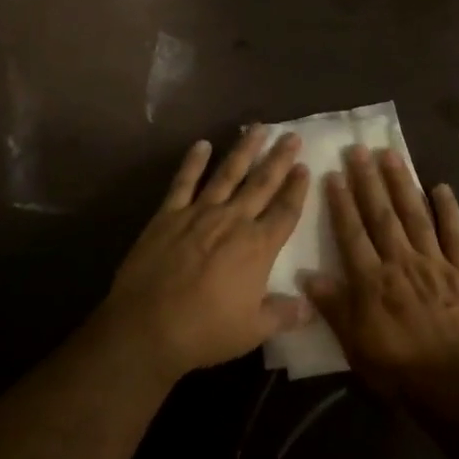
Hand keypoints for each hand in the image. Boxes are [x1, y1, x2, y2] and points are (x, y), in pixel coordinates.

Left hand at [102, 128, 312, 380]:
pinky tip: (202, 144)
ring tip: (258, 128)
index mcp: (258, 247)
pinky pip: (183, 182)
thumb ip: (283, 314)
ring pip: (227, 173)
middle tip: (292, 136)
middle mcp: (233, 221)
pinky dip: (193, 162)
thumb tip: (310, 307)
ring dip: (244, 150)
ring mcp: (199, 213)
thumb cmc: (205, 331)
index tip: (306, 166)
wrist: (148, 327)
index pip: (285, 211)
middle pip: (262, 183)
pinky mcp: (168, 215)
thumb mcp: (253, 330)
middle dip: (279, 159)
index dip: (297, 189)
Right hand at [304, 146, 458, 398]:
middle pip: (381, 215)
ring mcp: (435, 263)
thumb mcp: (355, 345)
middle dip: (368, 180)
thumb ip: (333, 307)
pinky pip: (455, 235)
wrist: (458, 386)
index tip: (333, 173)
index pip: (351, 233)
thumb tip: (306, 275)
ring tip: (391, 155)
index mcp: (372, 280)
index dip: (341, 202)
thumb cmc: (399, 370)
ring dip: (402, 184)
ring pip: (415, 215)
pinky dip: (448, 210)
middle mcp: (401, 262)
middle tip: (359, 149)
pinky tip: (441, 187)